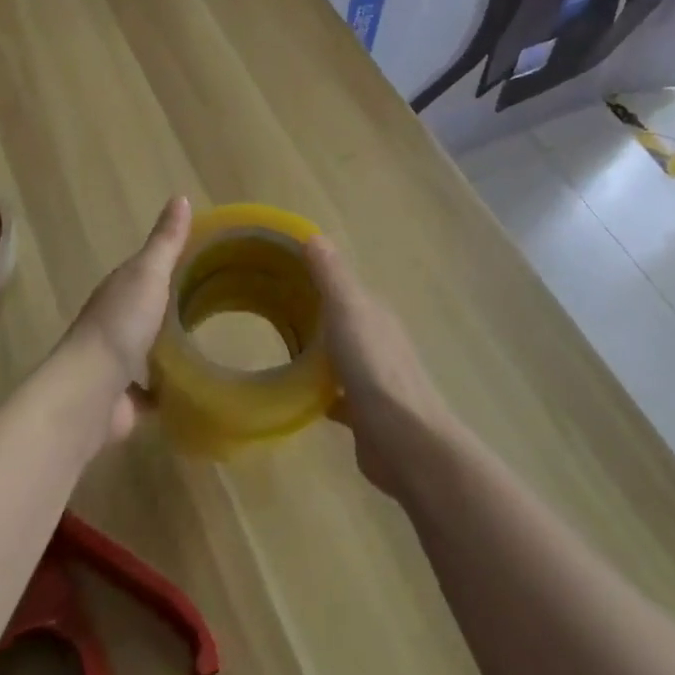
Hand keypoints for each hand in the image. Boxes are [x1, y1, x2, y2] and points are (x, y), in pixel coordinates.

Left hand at [67, 196, 191, 444]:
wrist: (90, 391)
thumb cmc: (120, 324)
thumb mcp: (149, 273)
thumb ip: (166, 241)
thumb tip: (181, 196)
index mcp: (120, 290)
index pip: (148, 270)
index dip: (175, 263)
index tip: (211, 261)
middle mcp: (116, 324)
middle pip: (150, 310)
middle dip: (176, 308)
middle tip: (220, 306)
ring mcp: (119, 364)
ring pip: (151, 351)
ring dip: (172, 350)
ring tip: (214, 347)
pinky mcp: (127, 402)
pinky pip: (154, 392)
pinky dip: (172, 390)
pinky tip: (198, 388)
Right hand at [303, 235, 454, 497]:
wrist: (403, 439)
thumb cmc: (374, 367)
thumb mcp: (348, 309)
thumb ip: (331, 275)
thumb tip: (314, 235)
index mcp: (375, 313)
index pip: (343, 285)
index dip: (315, 276)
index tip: (279, 271)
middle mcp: (377, 340)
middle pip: (341, 320)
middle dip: (313, 313)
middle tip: (270, 308)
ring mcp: (373, 378)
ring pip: (338, 356)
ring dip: (316, 352)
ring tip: (277, 348)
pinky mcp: (364, 414)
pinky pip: (335, 394)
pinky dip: (317, 391)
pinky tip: (293, 394)